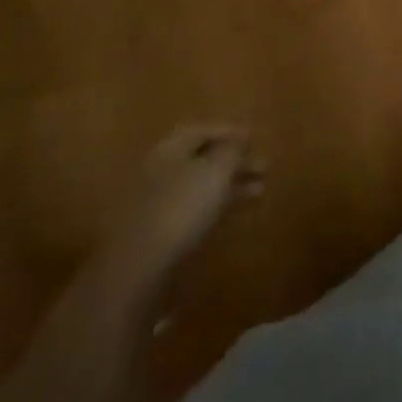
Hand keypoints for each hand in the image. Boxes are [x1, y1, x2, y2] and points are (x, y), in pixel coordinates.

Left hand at [107, 124, 265, 284]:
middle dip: (234, 162)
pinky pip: (192, 210)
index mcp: (169, 149)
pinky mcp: (156, 234)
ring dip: (230, 186)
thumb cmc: (181, 207)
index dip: (230, 131)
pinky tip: (232, 214)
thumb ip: (232, 149)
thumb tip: (240, 138)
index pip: (201, 130)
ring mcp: (155, 204)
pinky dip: (215, 207)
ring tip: (260, 190)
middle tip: (264, 167)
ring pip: (200, 186)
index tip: (255, 138)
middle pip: (202, 159)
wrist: (137, 270)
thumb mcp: (216, 170)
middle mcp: (159, 171)